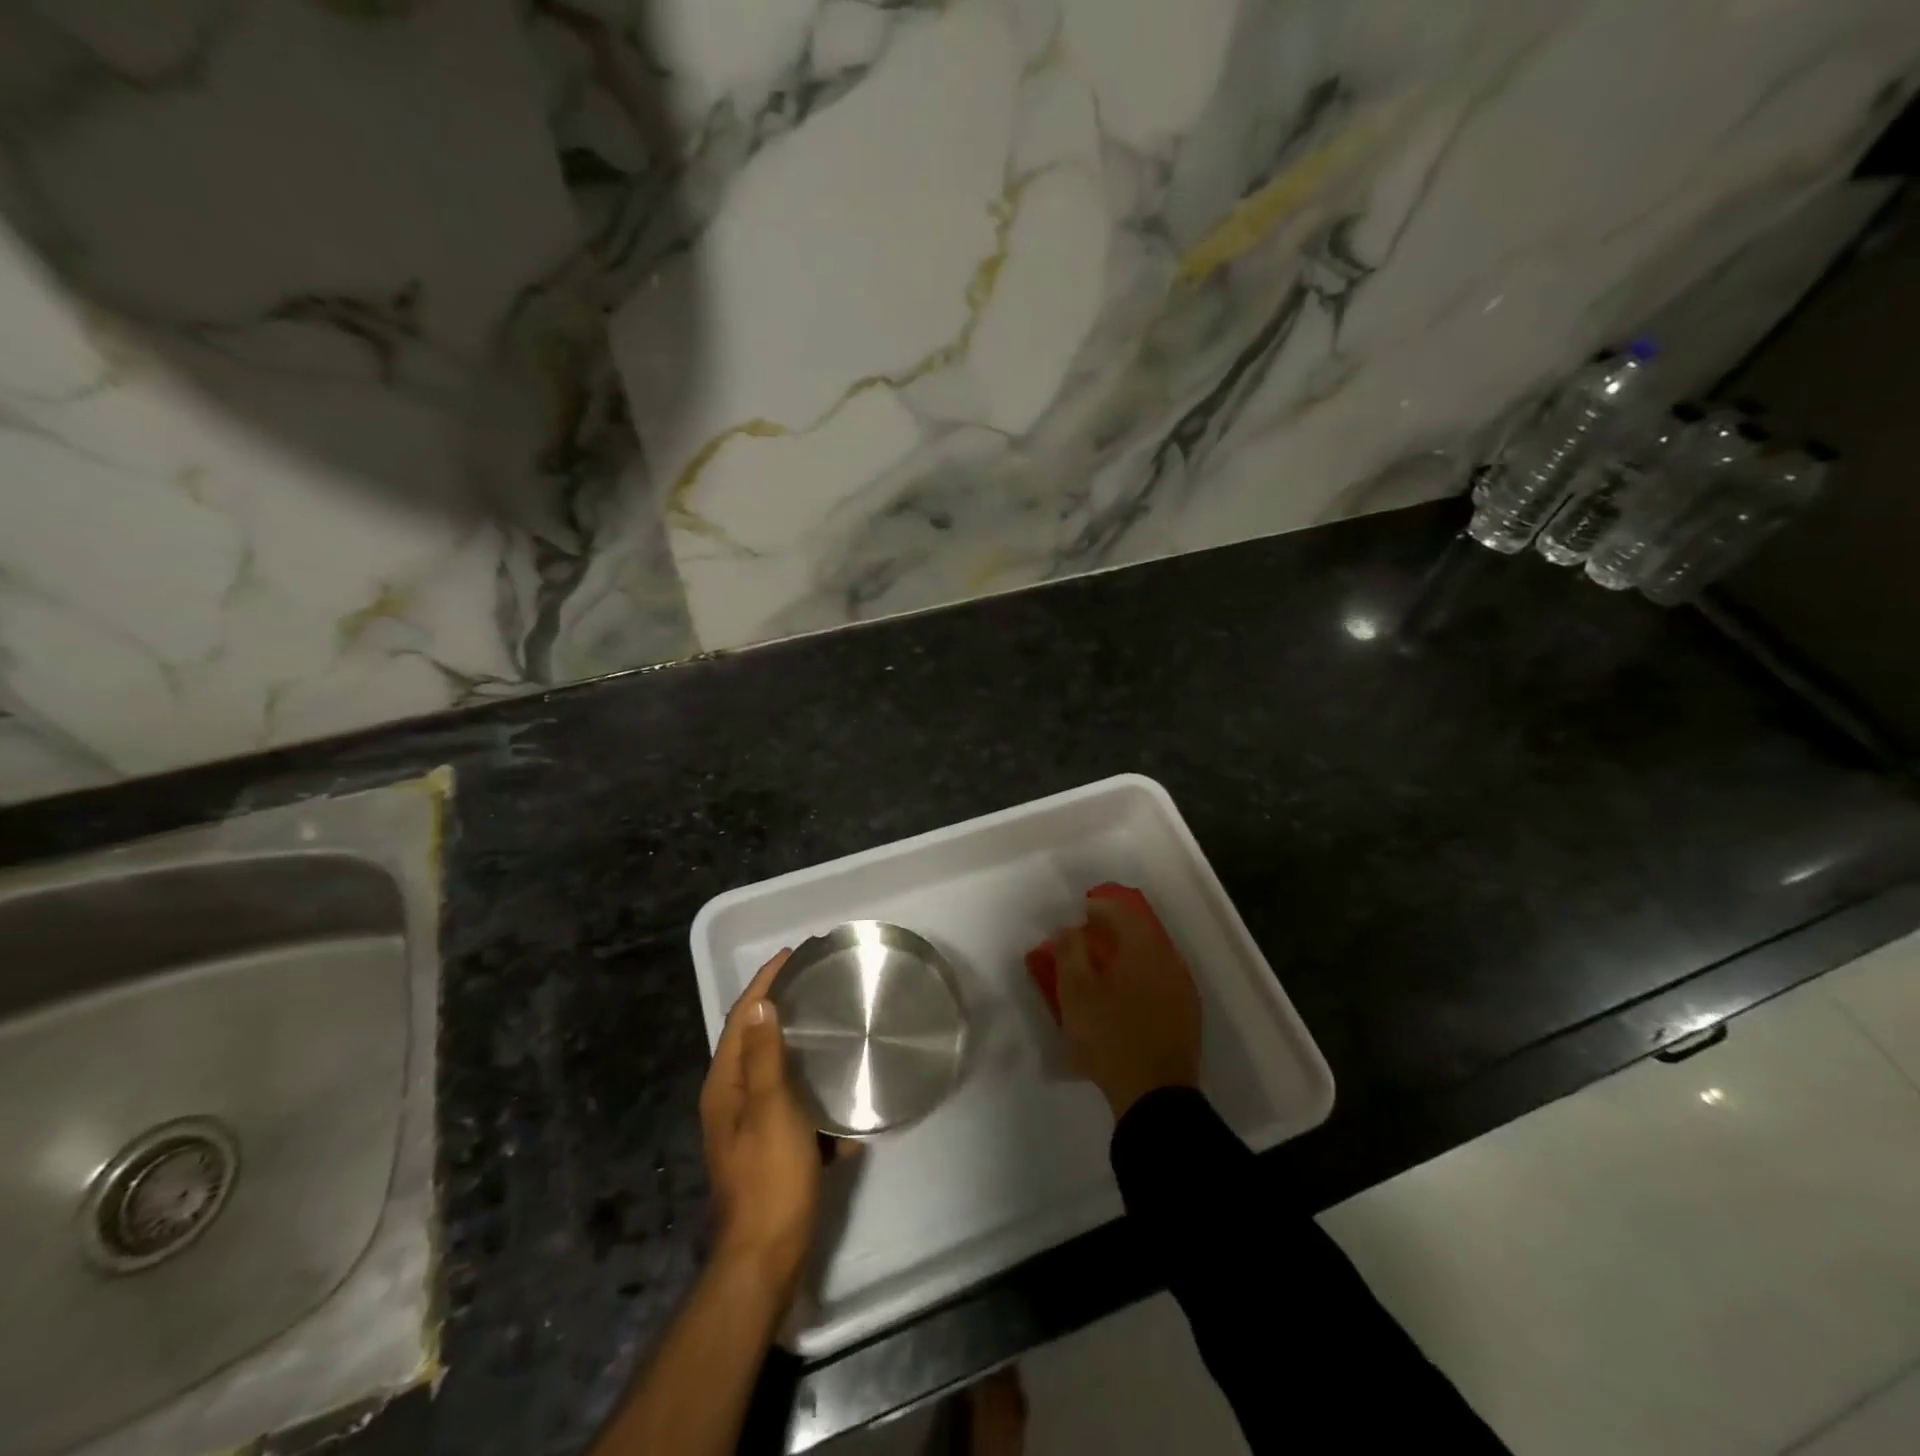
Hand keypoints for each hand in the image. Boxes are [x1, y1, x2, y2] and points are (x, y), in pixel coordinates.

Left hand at [699, 949, 819, 1299]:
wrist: (766, 1257)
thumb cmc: (770, 1177)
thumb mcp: (771, 1109)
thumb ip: (765, 1056)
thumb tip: (761, 1003)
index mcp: (725, 1085)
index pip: (742, 1018)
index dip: (764, 983)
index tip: (791, 955)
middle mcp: (731, 1099)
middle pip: (755, 1039)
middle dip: (780, 1008)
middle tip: (814, 984)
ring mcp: (749, 1125)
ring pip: (776, 1071)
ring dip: (799, 1048)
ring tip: (831, 1026)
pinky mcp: (769, 1146)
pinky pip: (792, 1103)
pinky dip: (812, 1092)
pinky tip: (839, 1095)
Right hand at [1050, 891, 1201, 1120]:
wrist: (1155, 1096)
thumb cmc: (1109, 1036)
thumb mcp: (1075, 992)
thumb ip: (1070, 951)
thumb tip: (1070, 929)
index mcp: (1144, 949)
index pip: (1123, 911)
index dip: (1099, 906)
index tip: (1081, 912)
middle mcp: (1170, 961)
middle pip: (1141, 932)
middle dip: (1114, 930)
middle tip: (1089, 938)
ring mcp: (1183, 989)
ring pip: (1152, 957)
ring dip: (1128, 954)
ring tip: (1104, 967)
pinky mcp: (1187, 1015)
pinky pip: (1160, 981)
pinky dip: (1141, 977)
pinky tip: (1126, 995)